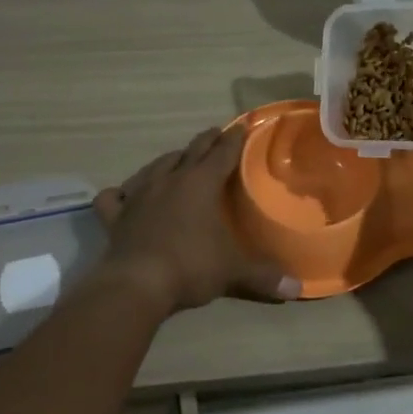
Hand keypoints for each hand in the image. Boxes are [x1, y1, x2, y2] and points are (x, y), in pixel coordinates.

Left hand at [93, 126, 299, 317]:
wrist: (136, 284)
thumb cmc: (190, 267)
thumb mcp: (232, 271)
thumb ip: (263, 276)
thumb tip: (297, 288)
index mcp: (201, 184)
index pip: (222, 153)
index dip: (234, 139)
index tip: (241, 126)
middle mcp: (170, 180)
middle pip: (191, 151)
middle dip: (206, 140)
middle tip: (215, 133)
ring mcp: (139, 195)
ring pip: (155, 166)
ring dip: (169, 160)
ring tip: (176, 159)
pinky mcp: (116, 216)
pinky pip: (114, 197)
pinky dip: (121, 193)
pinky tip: (124, 195)